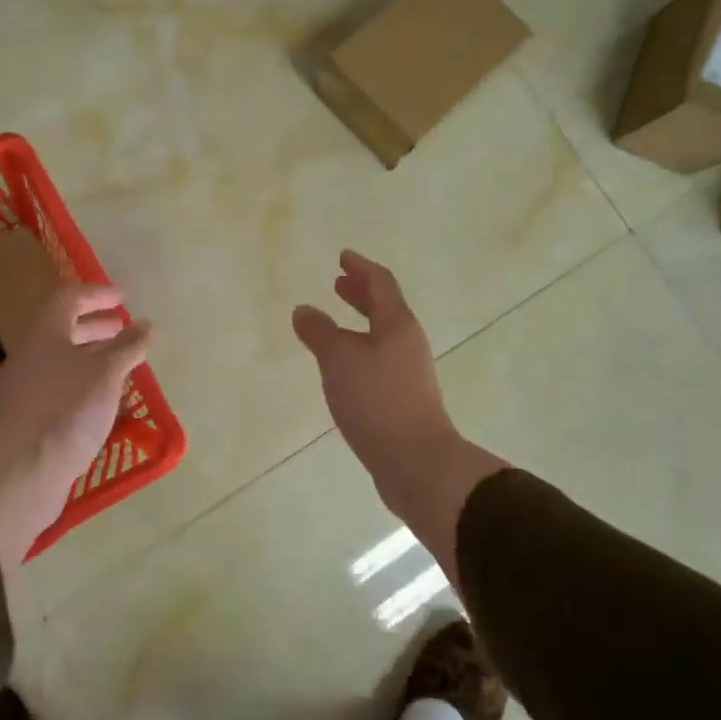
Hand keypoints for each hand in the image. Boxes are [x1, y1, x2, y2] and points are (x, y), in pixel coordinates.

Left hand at [0, 284, 150, 567]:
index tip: (123, 298)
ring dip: (92, 357)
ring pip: (62, 361)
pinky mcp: (29, 417)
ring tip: (121, 365)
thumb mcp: (107, 373)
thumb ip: (128, 347)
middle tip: (124, 330)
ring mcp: (26, 387)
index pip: (69, 298)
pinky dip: (84, 384)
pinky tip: (104, 400)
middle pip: (64, 329)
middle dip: (96, 327)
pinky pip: (60, 387)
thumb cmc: (68, 409)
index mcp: (45, 333)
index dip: (97, 294)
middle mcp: (31, 355)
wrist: (22, 470)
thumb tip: (145, 326)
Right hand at [293, 251, 503, 572]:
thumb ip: (319, 332)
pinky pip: (379, 362)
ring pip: (382, 337)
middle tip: (339, 284)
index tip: (343, 257)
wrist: (417, 462)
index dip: (361, 268)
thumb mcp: (339, 360)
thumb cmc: (378, 401)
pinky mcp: (404, 400)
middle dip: (360, 294)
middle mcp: (407, 343)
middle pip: (385, 308)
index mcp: (397, 324)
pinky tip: (343, 369)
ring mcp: (409, 373)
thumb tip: (304, 310)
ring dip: (360, 324)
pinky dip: (360, 352)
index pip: (381, 283)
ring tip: (335, 326)